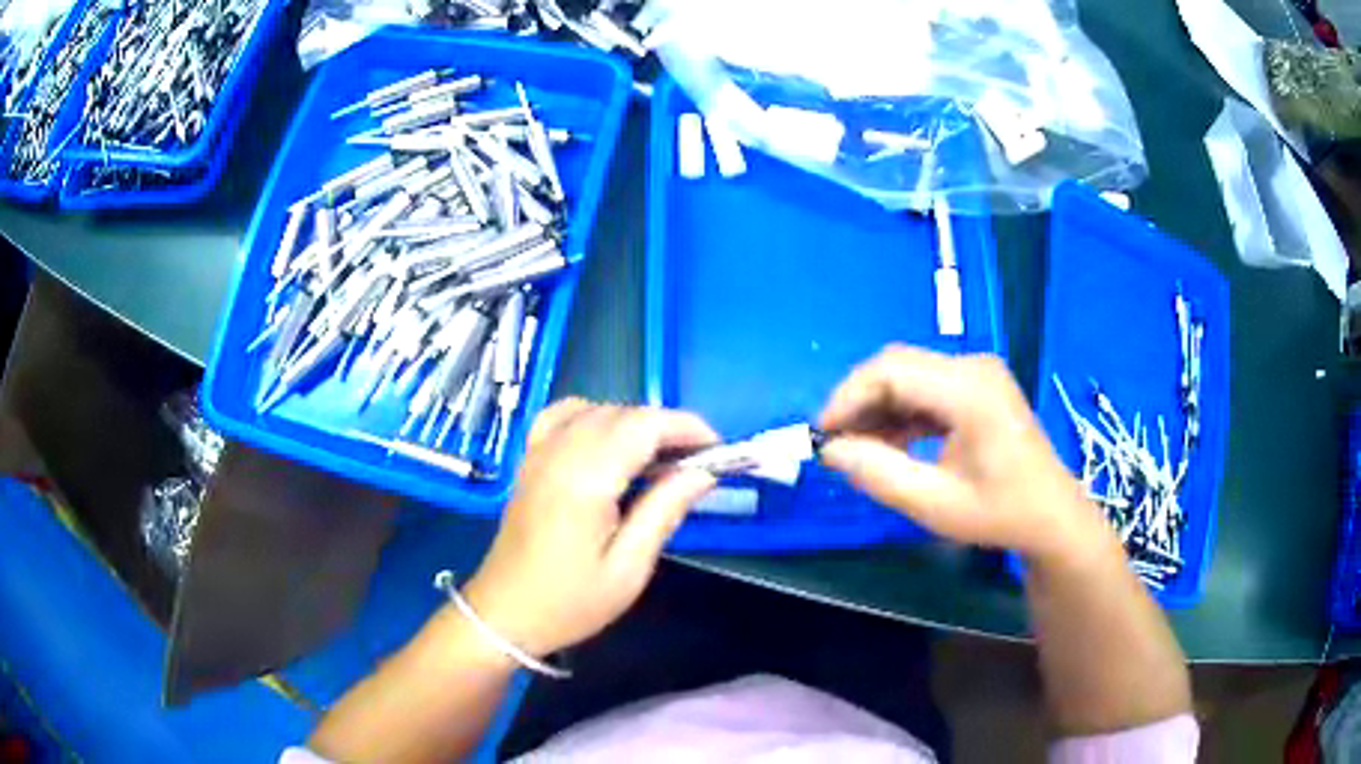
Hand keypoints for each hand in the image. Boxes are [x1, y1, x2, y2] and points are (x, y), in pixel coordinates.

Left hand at [463, 400, 718, 656]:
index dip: (686, 427)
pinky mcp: (528, 461)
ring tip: (657, 458)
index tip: (717, 450)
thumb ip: (665, 511)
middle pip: (622, 413)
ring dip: (633, 423)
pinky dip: (592, 415)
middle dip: (666, 427)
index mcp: (585, 480)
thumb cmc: (570, 602)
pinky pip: (561, 416)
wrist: (504, 614)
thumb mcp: (629, 568)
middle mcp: (559, 453)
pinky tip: (606, 441)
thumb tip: (703, 473)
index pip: (644, 425)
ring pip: (596, 410)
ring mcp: (538, 453)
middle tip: (695, 464)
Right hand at [819, 346, 1107, 562]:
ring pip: (910, 376)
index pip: (891, 371)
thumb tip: (831, 451)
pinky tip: (891, 444)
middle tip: (836, 445)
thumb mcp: (935, 504)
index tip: (823, 436)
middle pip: (898, 366)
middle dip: (860, 402)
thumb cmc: (999, 513)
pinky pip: (928, 388)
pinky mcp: (979, 386)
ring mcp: (979, 373)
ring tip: (859, 450)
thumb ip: (879, 474)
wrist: (1051, 516)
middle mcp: (974, 367)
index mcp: (969, 390)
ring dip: (879, 408)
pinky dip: (902, 412)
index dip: (848, 397)